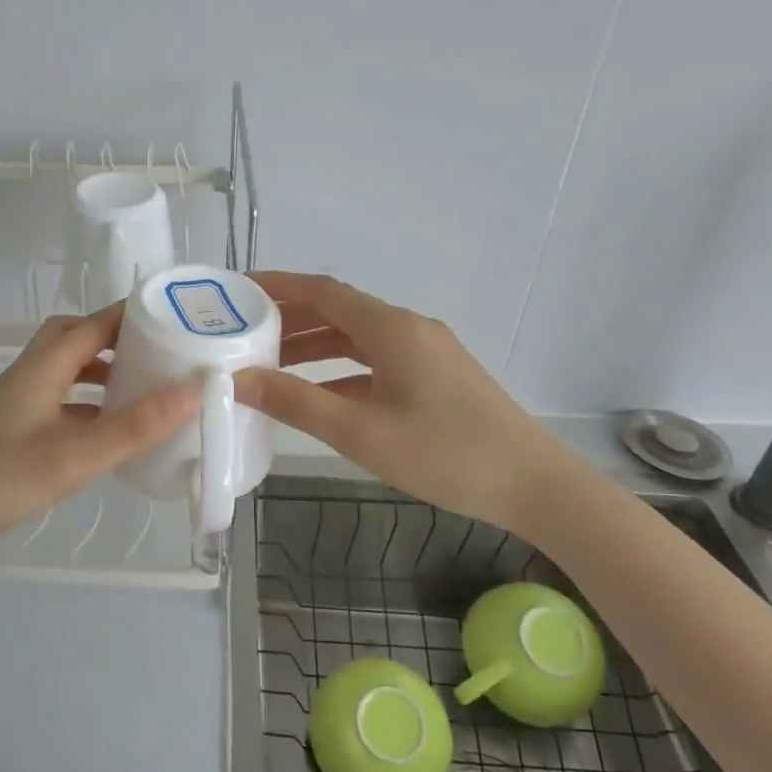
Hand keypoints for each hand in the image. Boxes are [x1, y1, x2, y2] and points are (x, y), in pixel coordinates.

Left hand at [0, 304, 201, 554]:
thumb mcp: (75, 456)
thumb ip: (134, 427)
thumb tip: (193, 391)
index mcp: (44, 366)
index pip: (95, 323)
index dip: (134, 315)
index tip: (177, 318)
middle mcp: (30, 373)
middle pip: (76, 337)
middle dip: (118, 339)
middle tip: (159, 354)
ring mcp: (18, 401)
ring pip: (67, 369)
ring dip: (103, 371)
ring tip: (142, 389)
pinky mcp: (13, 427)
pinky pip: (60, 399)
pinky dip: (87, 403)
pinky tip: (107, 431)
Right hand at [234, 272, 569, 534]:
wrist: (535, 485)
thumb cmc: (445, 454)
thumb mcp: (360, 432)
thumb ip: (295, 403)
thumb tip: (237, 379)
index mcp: (390, 328)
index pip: (321, 291)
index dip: (277, 286)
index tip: (236, 291)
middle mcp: (407, 327)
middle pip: (337, 310)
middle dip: (289, 318)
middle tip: (242, 333)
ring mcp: (425, 351)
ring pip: (356, 337)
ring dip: (313, 345)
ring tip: (270, 363)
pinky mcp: (435, 375)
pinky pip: (376, 359)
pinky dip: (341, 368)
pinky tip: (320, 394)